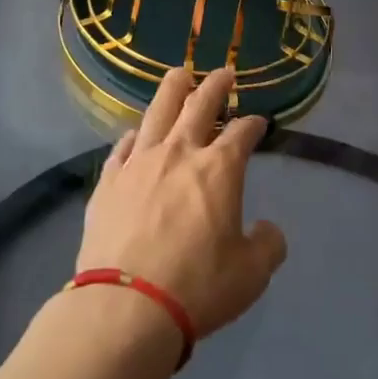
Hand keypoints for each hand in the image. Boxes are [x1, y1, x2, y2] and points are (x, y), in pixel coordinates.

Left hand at [78, 67, 288, 340]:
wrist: (126, 305)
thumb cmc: (198, 286)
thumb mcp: (251, 274)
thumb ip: (268, 245)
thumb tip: (267, 230)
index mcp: (219, 168)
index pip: (242, 133)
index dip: (254, 124)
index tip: (259, 122)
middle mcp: (179, 152)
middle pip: (199, 104)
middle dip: (215, 85)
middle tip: (224, 73)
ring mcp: (140, 162)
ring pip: (158, 111)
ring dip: (173, 89)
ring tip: (180, 75)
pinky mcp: (109, 180)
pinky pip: (123, 146)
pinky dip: (135, 135)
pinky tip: (137, 133)